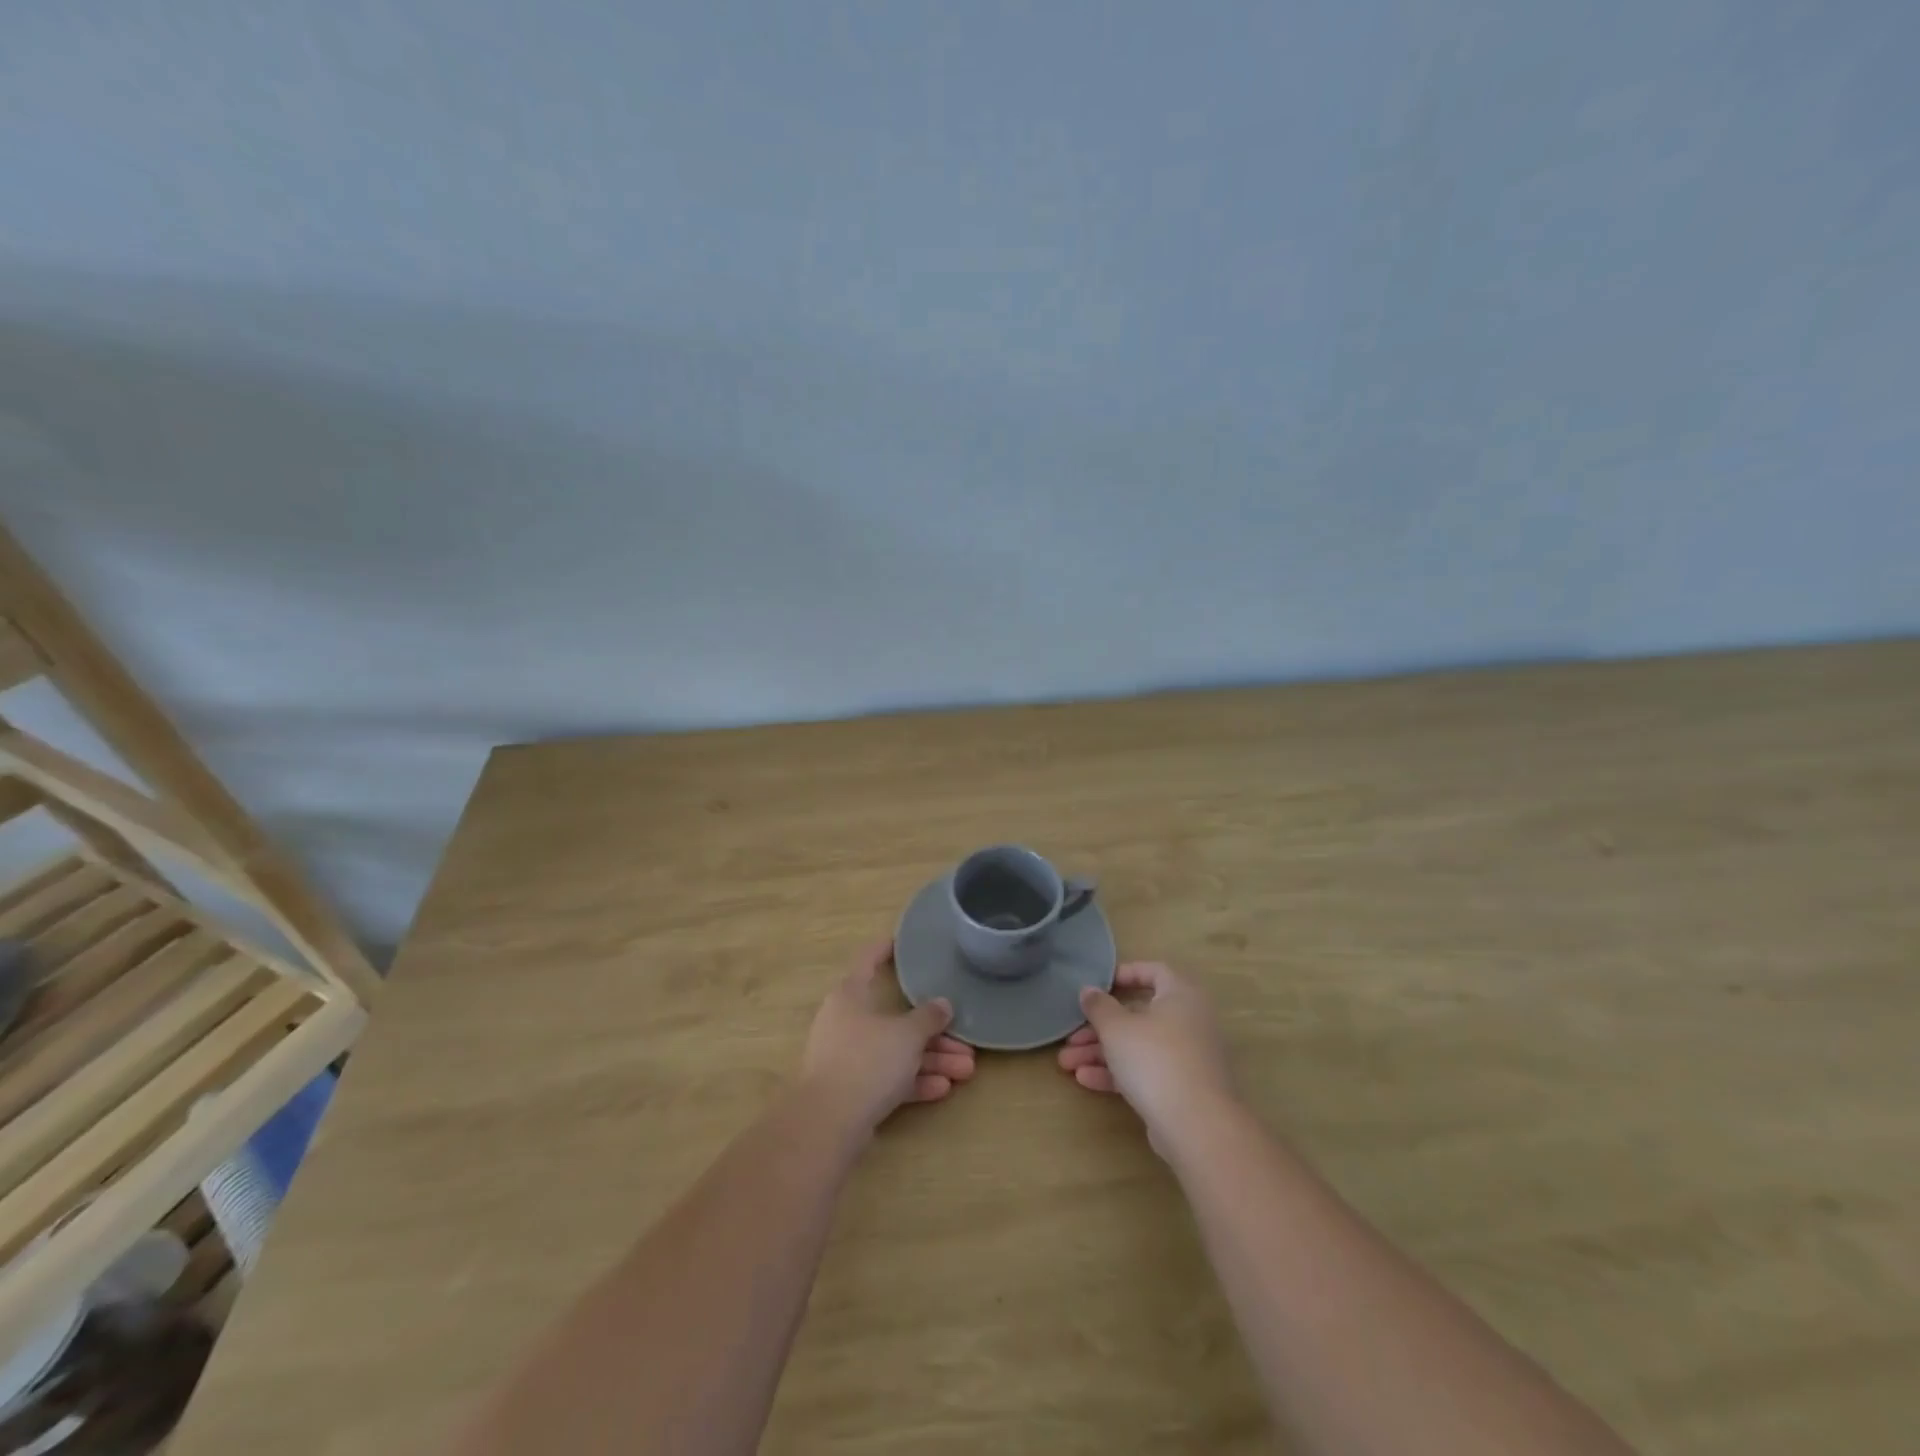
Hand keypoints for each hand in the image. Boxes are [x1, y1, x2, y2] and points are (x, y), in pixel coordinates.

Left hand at [800, 940, 976, 1133]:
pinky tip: (943, 1089)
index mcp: (850, 995)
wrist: (828, 1123)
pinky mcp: (852, 1090)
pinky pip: (888, 1078)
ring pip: (896, 1051)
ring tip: (966, 1070)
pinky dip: (914, 1081)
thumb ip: (928, 1017)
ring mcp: (848, 1057)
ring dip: (931, 1059)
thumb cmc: (867, 1061)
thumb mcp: (906, 1035)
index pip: (869, 961)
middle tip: (965, 1041)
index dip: (886, 949)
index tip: (903, 941)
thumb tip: (942, 1005)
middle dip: (933, 1032)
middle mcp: (847, 1021)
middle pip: (895, 1018)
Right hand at [1058, 962, 1236, 1152]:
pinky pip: (1146, 1071)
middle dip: (1099, 1027)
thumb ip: (1098, 1006)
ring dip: (1101, 1052)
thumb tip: (1088, 990)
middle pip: (1138, 1015)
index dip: (1124, 974)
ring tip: (1066, 1063)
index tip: (1097, 986)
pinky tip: (1085, 1080)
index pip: (1154, 971)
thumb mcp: (1116, 1028)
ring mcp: (1188, 1057)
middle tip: (1071, 1037)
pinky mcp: (1183, 1088)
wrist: (1197, 1126)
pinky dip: (1118, 1073)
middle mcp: (1189, 1021)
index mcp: (1181, 994)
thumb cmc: (1155, 1059)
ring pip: (1138, 1046)